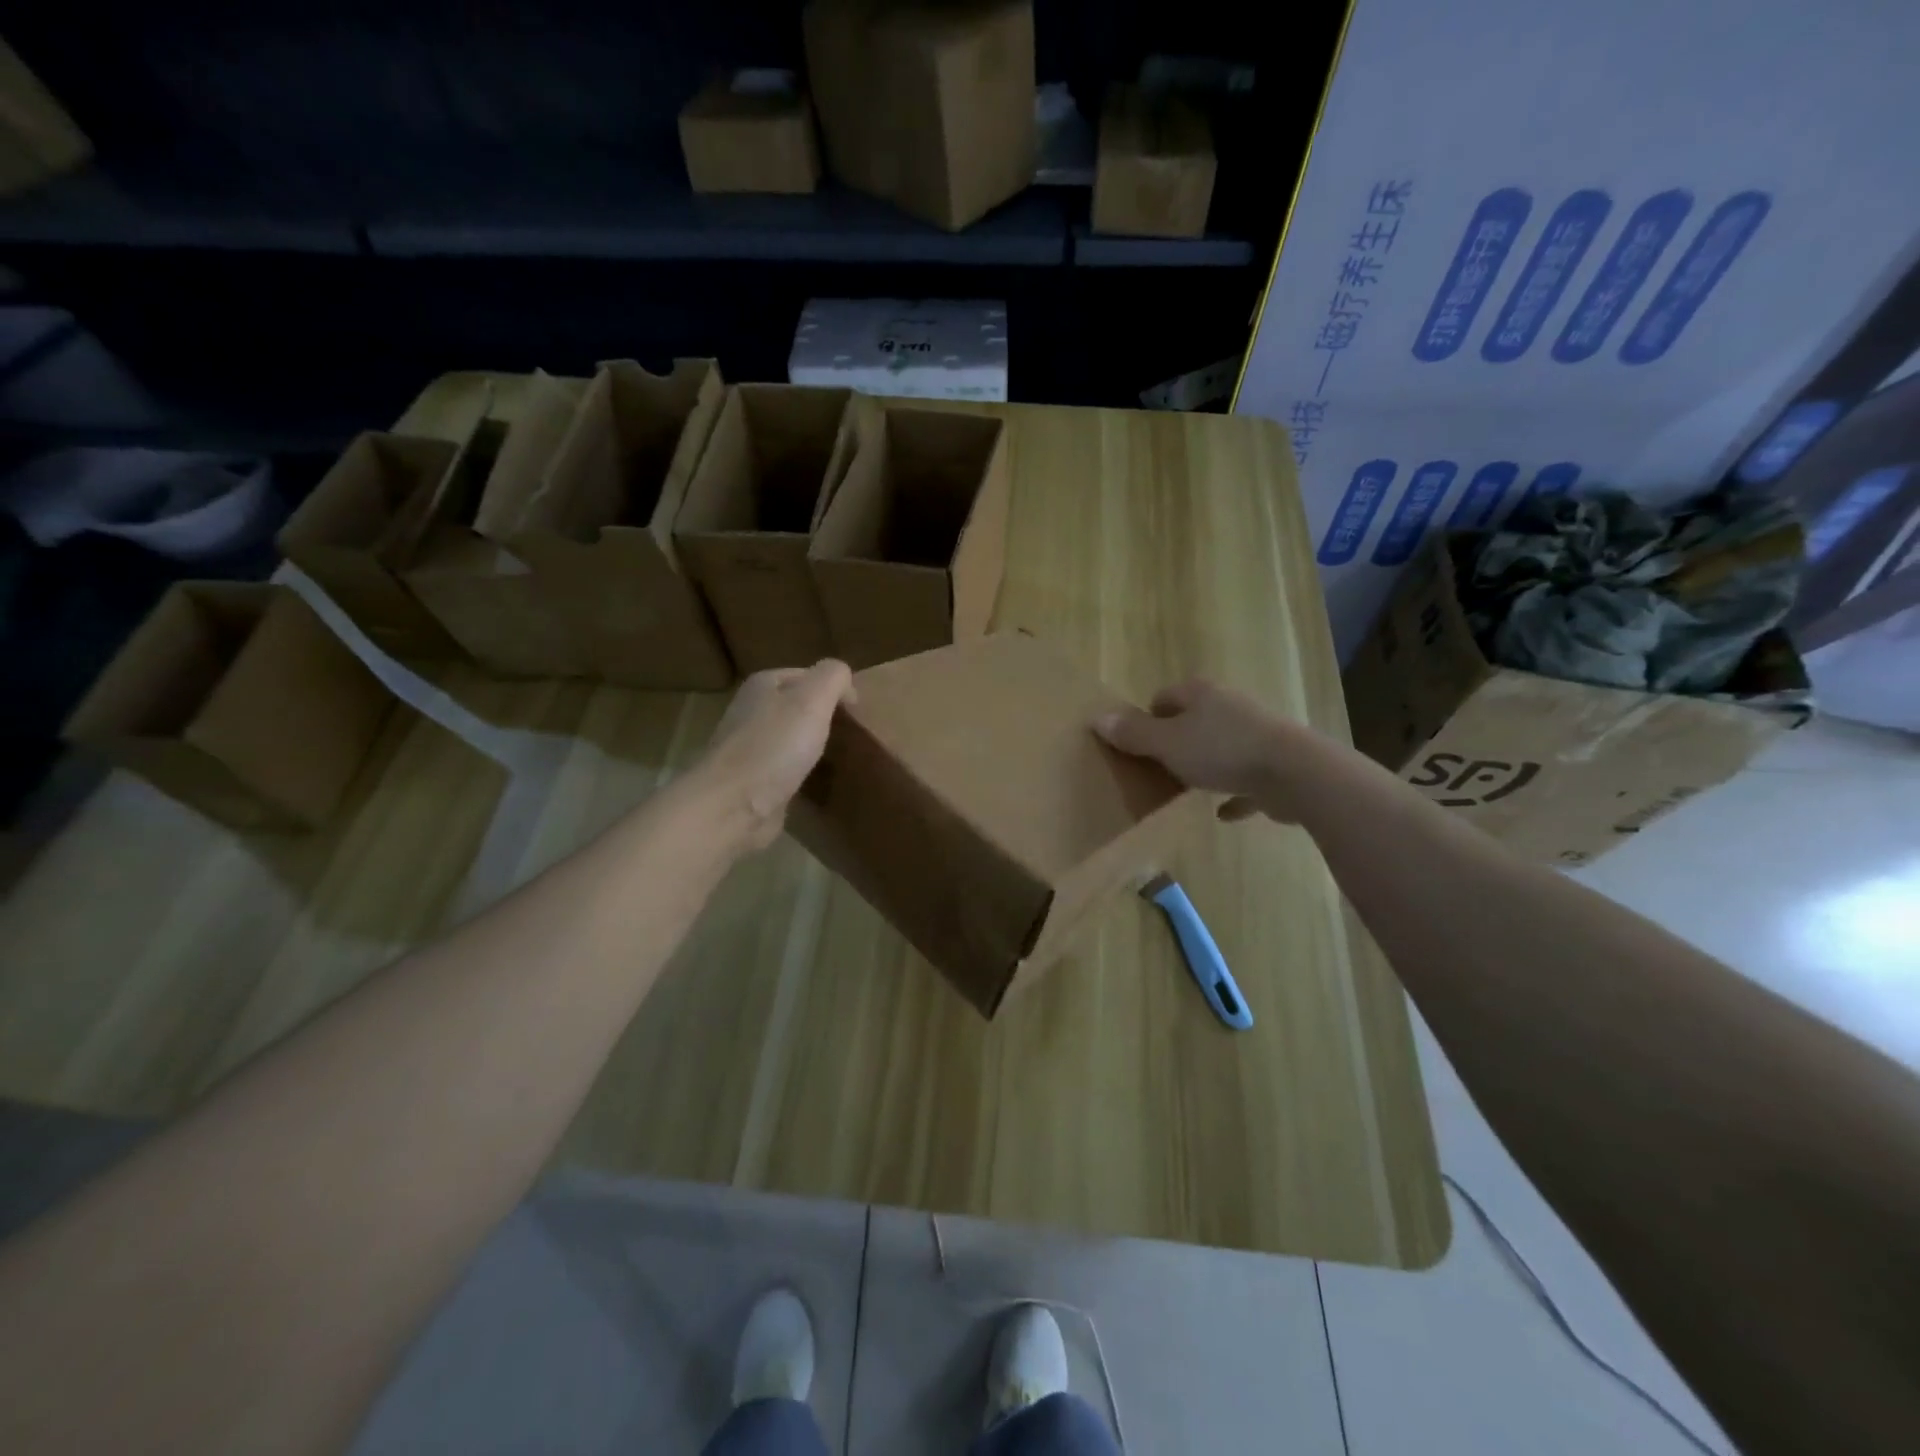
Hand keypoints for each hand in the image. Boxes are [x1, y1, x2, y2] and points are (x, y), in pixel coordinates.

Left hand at [694, 660, 854, 849]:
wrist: (733, 806)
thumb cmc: (775, 746)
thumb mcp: (813, 698)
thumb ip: (833, 677)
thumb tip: (845, 679)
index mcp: (764, 685)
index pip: (808, 675)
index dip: (835, 689)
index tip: (858, 712)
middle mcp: (752, 711)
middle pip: (798, 706)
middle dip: (824, 717)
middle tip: (853, 735)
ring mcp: (750, 747)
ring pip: (792, 737)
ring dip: (813, 745)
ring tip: (840, 758)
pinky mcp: (753, 780)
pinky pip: (786, 768)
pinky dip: (802, 772)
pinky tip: (818, 782)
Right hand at [1095, 678, 1333, 824]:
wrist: (1294, 773)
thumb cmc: (1221, 751)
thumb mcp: (1166, 743)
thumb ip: (1133, 733)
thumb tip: (1097, 718)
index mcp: (1201, 695)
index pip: (1164, 697)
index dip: (1146, 717)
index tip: (1136, 744)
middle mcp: (1229, 707)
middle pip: (1194, 720)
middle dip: (1176, 741)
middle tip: (1157, 768)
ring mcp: (1256, 735)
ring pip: (1221, 747)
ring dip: (1206, 764)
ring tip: (1187, 788)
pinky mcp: (1275, 765)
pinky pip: (1246, 779)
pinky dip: (1234, 793)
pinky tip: (1222, 813)